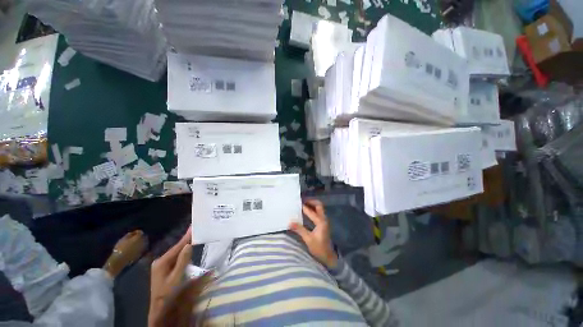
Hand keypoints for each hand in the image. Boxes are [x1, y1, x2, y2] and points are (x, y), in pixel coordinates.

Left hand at [148, 228, 192, 326]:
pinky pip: (176, 258)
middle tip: (196, 230)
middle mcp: (160, 261)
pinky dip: (183, 253)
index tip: (193, 226)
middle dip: (187, 240)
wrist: (159, 309)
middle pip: (176, 249)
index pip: (177, 246)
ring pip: (176, 253)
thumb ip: (182, 261)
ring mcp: (161, 265)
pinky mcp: (164, 269)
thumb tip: (189, 245)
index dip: (186, 237)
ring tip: (194, 237)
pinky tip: (188, 250)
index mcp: (162, 262)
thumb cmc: (168, 294)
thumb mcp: (176, 278)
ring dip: (185, 247)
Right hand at [290, 199, 337, 268]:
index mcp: (321, 222)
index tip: (297, 202)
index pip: (311, 211)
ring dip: (312, 204)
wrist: (328, 256)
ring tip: (302, 204)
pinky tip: (306, 212)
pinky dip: (312, 209)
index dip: (304, 207)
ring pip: (319, 208)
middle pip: (319, 205)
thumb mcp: (308, 239)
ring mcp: (324, 220)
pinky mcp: (323, 223)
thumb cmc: (319, 248)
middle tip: (301, 201)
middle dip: (310, 201)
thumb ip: (299, 229)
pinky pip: (318, 212)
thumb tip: (289, 222)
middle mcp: (324, 219)